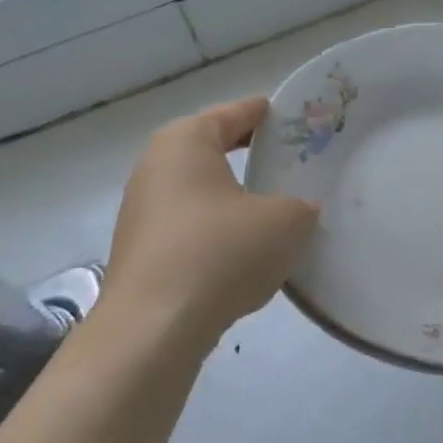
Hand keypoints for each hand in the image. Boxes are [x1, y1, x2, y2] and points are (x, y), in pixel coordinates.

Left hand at [91, 97, 318, 353]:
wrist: (155, 328)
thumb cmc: (221, 252)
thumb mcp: (285, 221)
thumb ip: (300, 206)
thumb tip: (299, 210)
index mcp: (185, 142)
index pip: (233, 114)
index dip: (264, 114)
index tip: (291, 116)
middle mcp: (154, 167)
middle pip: (210, 150)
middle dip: (248, 154)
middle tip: (288, 161)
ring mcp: (141, 212)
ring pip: (198, 192)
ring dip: (232, 196)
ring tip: (272, 209)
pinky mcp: (141, 252)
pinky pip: (189, 227)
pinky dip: (216, 230)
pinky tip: (243, 252)